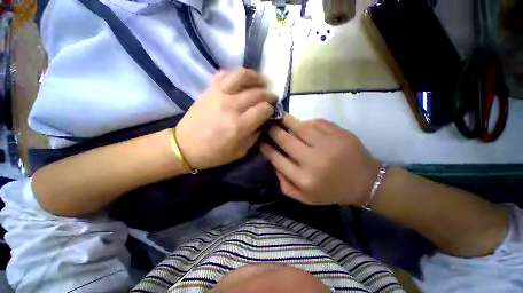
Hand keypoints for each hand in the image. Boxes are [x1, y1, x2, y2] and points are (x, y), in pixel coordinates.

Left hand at [176, 68, 277, 169]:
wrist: (185, 146)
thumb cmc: (214, 153)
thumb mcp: (241, 152)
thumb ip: (255, 136)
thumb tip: (264, 122)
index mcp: (239, 125)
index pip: (263, 109)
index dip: (271, 109)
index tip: (271, 111)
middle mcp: (231, 106)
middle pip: (257, 93)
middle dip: (268, 94)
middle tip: (272, 97)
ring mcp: (219, 94)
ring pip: (242, 76)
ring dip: (256, 77)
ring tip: (262, 81)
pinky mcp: (209, 90)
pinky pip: (225, 74)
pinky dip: (236, 74)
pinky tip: (242, 80)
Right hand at [260, 114, 379, 205]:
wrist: (366, 182)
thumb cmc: (332, 192)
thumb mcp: (306, 198)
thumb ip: (286, 185)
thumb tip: (273, 165)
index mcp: (304, 179)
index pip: (277, 159)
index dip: (266, 148)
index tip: (260, 140)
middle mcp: (313, 161)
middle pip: (285, 140)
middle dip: (272, 131)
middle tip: (266, 124)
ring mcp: (326, 144)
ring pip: (299, 127)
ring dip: (286, 120)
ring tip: (278, 117)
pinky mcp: (338, 133)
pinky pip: (315, 123)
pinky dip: (305, 122)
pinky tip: (301, 124)